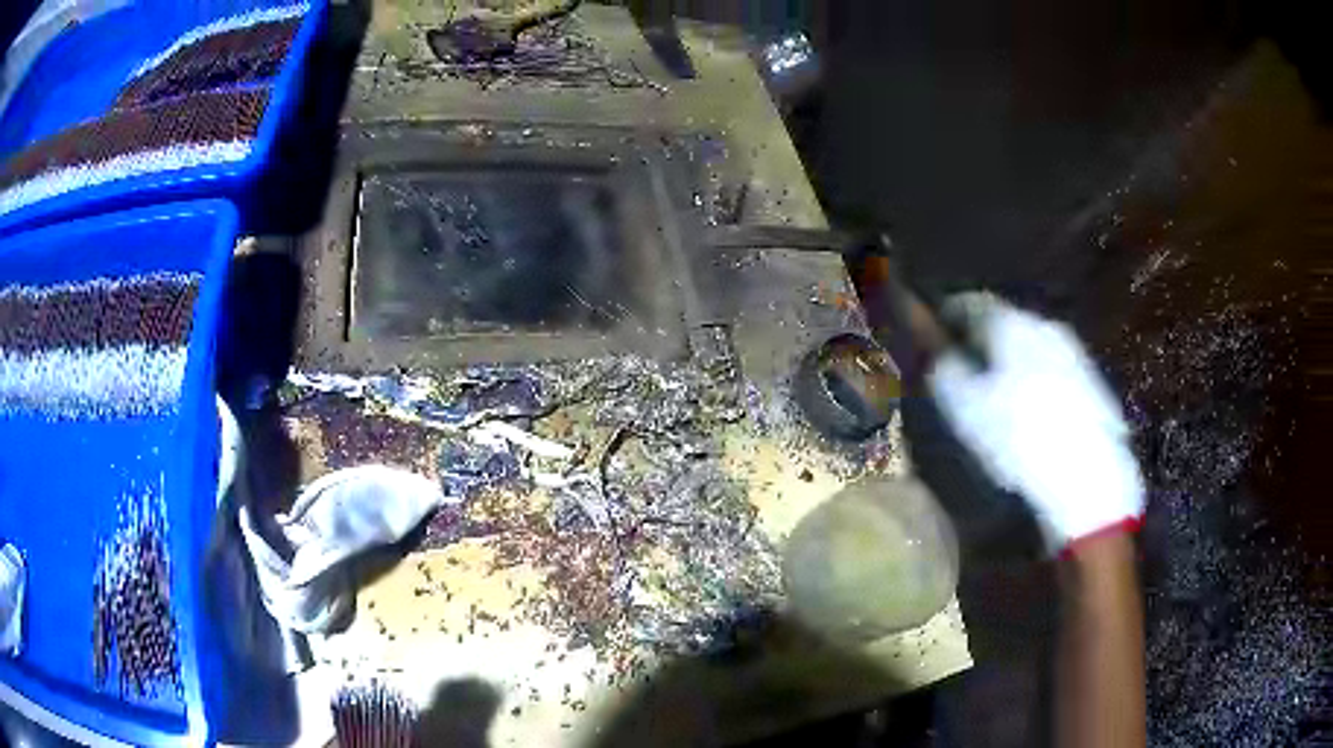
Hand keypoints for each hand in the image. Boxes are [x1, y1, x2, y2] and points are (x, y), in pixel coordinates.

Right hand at [927, 293, 1144, 554]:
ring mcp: (1075, 355)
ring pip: (1034, 348)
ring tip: (999, 391)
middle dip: (986, 340)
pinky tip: (1033, 414)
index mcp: (1013, 324)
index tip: (937, 326)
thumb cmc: (1021, 437)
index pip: (974, 303)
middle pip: (1008, 323)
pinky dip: (1037, 382)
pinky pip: (1054, 373)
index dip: (951, 313)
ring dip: (1014, 362)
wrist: (1089, 476)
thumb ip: (947, 375)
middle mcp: (1046, 327)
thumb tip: (942, 359)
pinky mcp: (1093, 385)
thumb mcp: (967, 411)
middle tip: (967, 362)